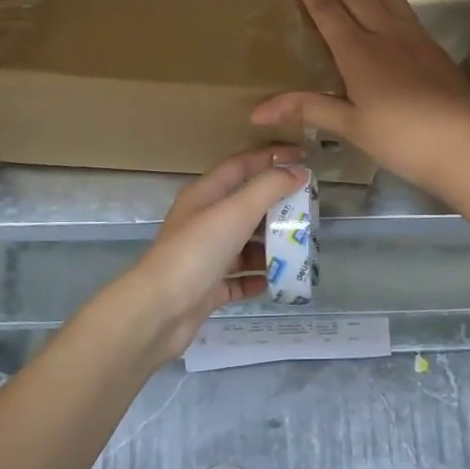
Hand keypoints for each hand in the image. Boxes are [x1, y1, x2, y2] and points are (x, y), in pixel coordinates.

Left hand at [117, 146, 310, 365]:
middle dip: (277, 208)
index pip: (241, 165)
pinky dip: (258, 278)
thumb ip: (269, 188)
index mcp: (205, 195)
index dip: (271, 157)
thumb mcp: (236, 212)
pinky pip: (239, 278)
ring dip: (271, 247)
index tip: (303, 157)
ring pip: (245, 245)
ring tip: (301, 249)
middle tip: (310, 211)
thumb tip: (299, 171)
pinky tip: (278, 281)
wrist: (159, 311)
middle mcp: (203, 222)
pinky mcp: (208, 288)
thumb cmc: (197, 252)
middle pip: (246, 206)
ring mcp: (205, 257)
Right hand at [252, 0, 469, 196]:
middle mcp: (386, 35)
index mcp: (360, 53)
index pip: (329, 11)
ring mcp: (414, 38)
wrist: (465, 146)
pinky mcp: (434, 48)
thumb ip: (309, 109)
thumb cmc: (402, 140)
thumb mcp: (352, 127)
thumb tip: (258, 111)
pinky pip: (405, 10)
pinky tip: (389, 8)